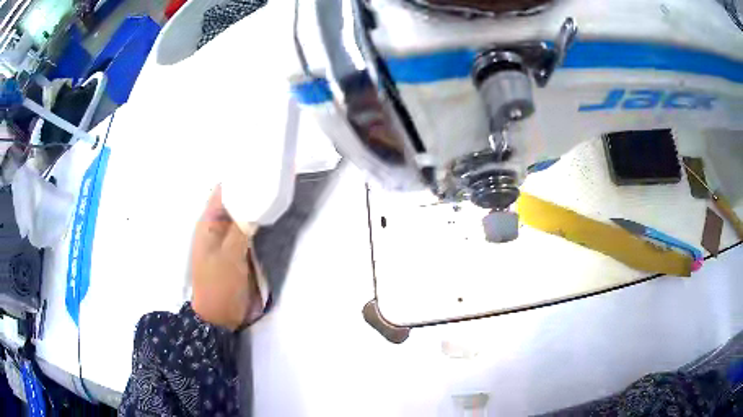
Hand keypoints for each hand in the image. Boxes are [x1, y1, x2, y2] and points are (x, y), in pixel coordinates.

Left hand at [190, 185, 262, 330]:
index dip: (237, 178)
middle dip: (250, 191)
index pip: (222, 192)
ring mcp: (228, 240)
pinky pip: (248, 231)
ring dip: (255, 206)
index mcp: (208, 224)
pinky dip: (257, 223)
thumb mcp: (230, 255)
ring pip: (242, 216)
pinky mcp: (238, 251)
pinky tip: (271, 216)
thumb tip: (255, 203)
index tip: (259, 166)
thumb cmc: (219, 284)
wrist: (219, 316)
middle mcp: (217, 227)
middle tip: (273, 178)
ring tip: (276, 192)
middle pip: (234, 202)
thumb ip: (241, 229)